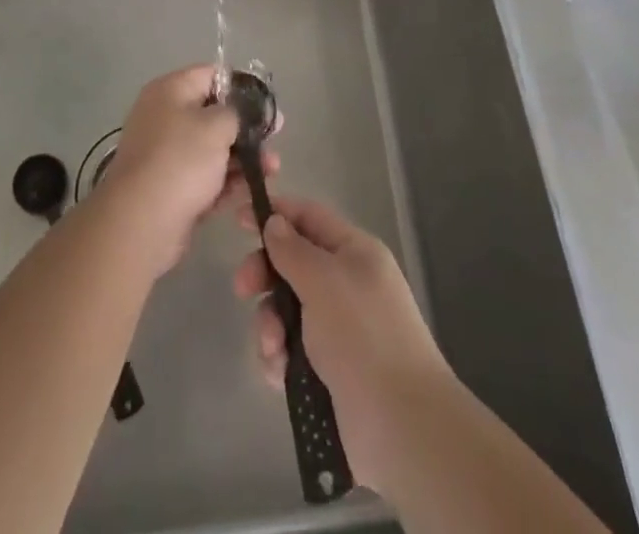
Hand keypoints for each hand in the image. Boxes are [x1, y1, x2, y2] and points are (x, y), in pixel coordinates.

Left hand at [93, 65, 277, 277]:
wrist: (141, 222)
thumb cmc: (181, 160)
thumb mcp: (217, 125)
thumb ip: (239, 112)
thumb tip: (247, 111)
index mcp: (170, 90)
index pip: (212, 75)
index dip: (243, 88)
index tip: (267, 107)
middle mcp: (165, 117)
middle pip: (213, 114)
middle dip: (246, 129)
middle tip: (274, 141)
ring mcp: (166, 154)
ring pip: (212, 149)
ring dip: (242, 158)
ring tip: (272, 170)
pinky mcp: (170, 187)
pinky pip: (204, 177)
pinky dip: (225, 182)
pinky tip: (251, 190)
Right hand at [235, 195, 450, 492]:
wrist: (401, 425)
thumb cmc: (363, 336)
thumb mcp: (324, 281)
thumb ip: (293, 250)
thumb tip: (275, 222)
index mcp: (355, 252)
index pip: (309, 217)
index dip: (275, 213)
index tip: (237, 219)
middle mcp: (347, 284)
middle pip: (293, 263)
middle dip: (264, 274)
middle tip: (242, 289)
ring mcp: (338, 329)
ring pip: (287, 310)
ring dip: (270, 324)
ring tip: (274, 348)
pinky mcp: (329, 370)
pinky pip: (291, 350)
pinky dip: (280, 358)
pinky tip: (280, 373)